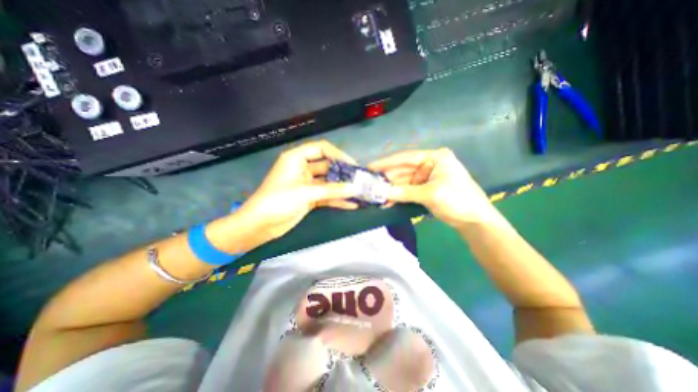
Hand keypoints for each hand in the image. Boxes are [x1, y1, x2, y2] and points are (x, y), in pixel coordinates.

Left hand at [238, 141, 362, 242]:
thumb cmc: (277, 201)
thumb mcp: (305, 193)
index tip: (353, 164)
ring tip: (360, 191)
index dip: (337, 154)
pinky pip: (326, 195)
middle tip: (360, 179)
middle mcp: (303, 168)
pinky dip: (337, 199)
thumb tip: (355, 188)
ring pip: (328, 182)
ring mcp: (307, 184)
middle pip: (327, 166)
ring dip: (342, 187)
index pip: (321, 149)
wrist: (260, 225)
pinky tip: (351, 204)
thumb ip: (331, 190)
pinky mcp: (309, 198)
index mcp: (296, 159)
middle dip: (343, 172)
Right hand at [367, 147, 497, 227]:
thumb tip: (380, 192)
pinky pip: (406, 190)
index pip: (406, 157)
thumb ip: (404, 192)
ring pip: (403, 181)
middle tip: (370, 186)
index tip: (370, 167)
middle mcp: (428, 165)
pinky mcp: (424, 189)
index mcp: (434, 158)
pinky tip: (387, 202)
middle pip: (402, 170)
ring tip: (376, 196)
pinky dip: (397, 196)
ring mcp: (425, 177)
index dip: (387, 162)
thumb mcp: (431, 194)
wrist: (474, 221)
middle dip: (387, 179)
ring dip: (390, 190)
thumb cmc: (458, 200)